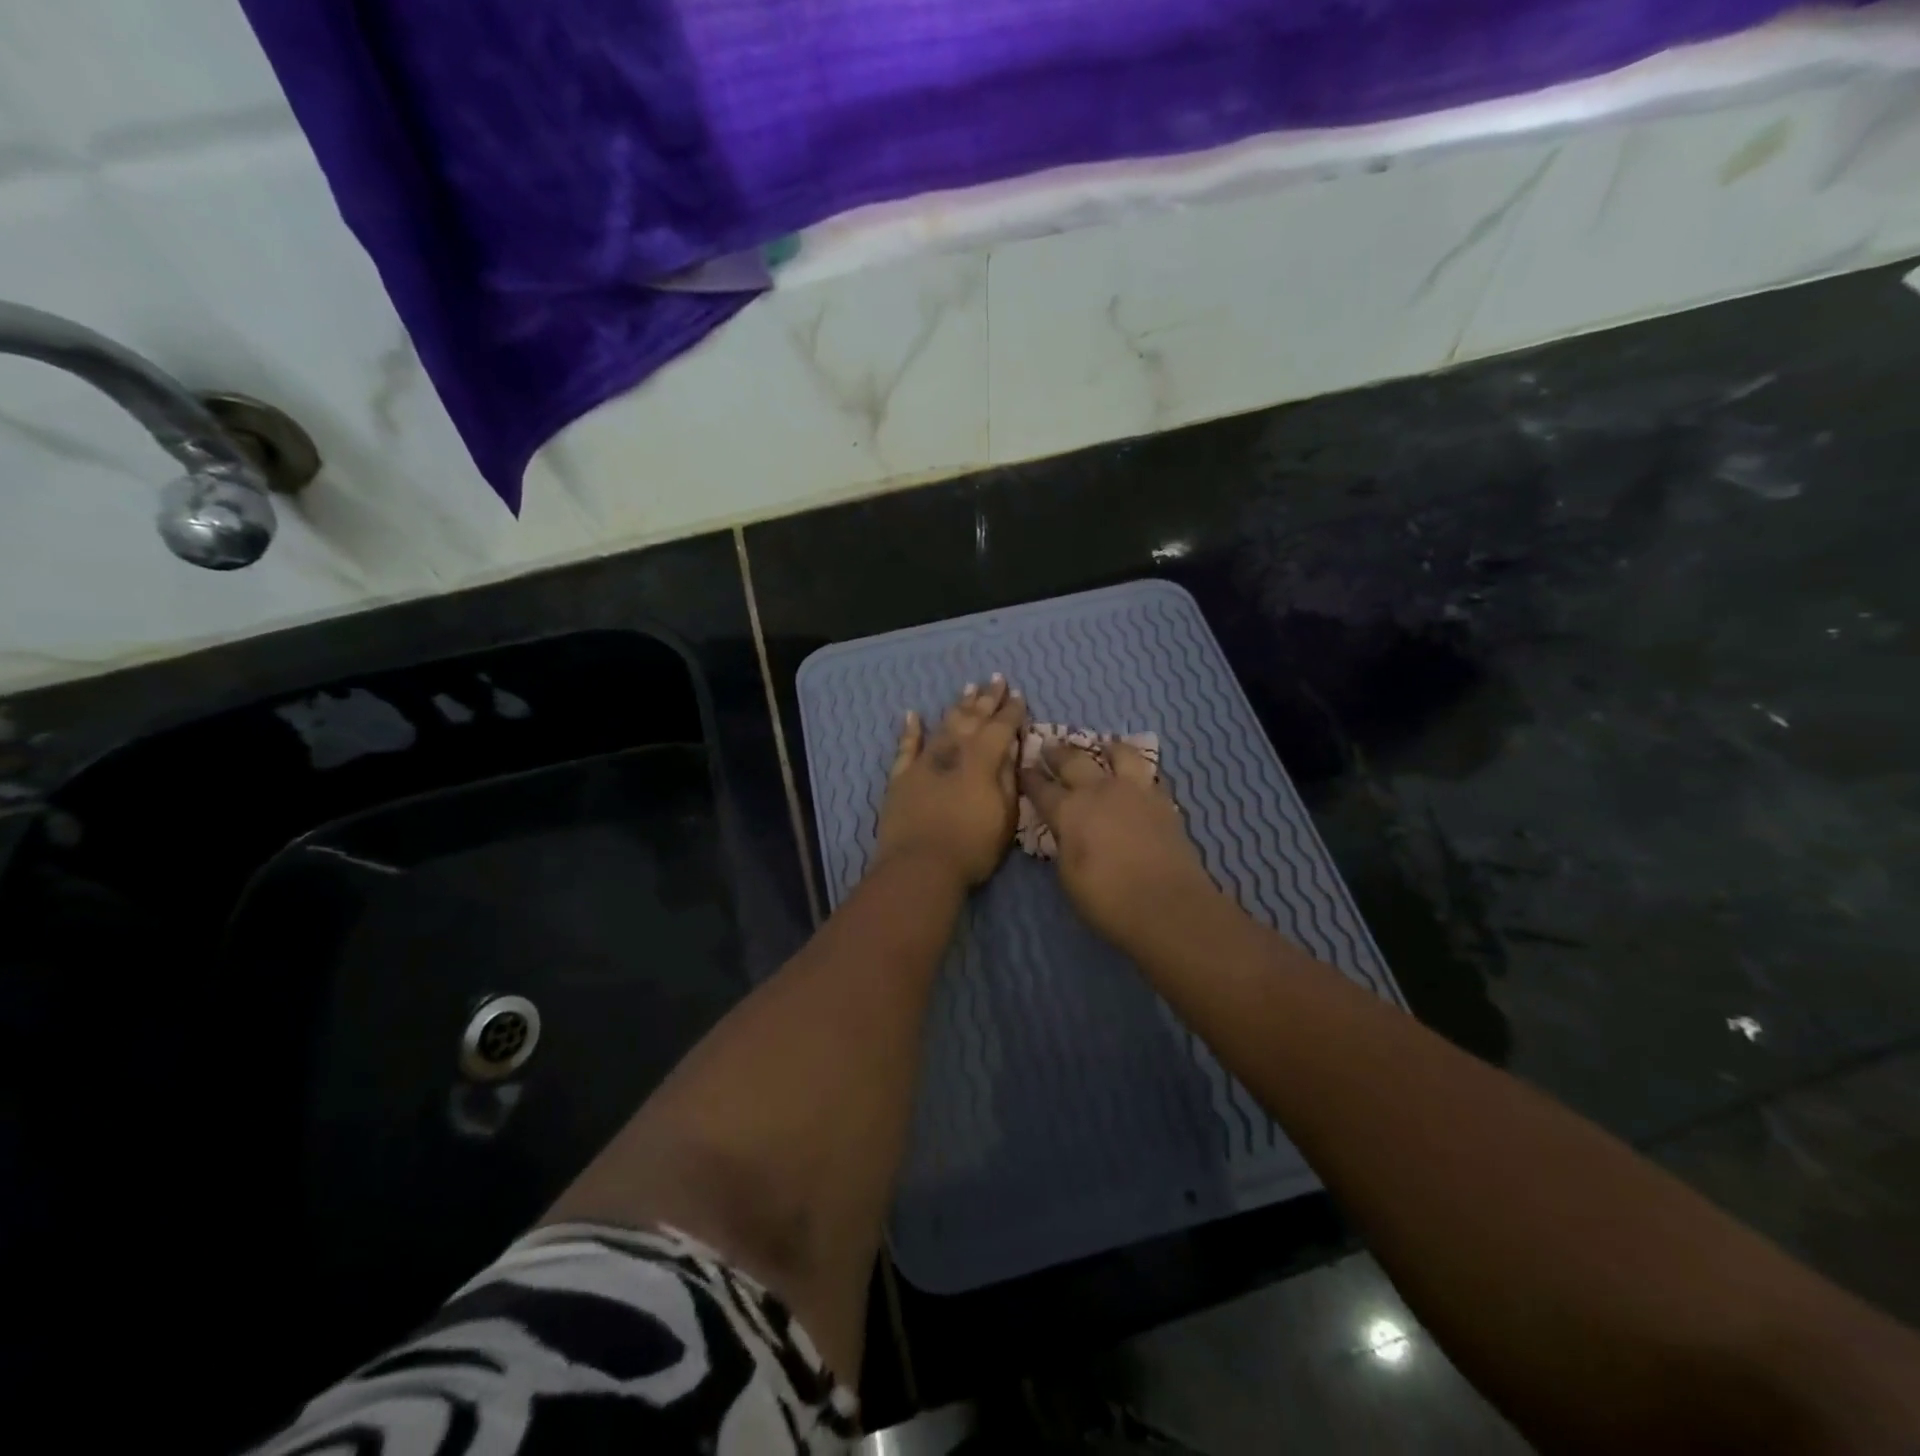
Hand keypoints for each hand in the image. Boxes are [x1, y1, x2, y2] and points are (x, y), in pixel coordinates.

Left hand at [874, 675, 1027, 888]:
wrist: (920, 866)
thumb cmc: (972, 846)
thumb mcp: (1005, 815)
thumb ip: (1008, 778)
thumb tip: (1011, 748)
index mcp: (983, 760)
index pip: (1001, 727)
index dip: (1012, 711)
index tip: (1019, 695)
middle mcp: (953, 751)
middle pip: (972, 718)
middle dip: (986, 698)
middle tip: (996, 679)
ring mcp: (924, 761)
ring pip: (944, 725)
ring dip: (957, 706)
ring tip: (967, 688)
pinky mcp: (901, 777)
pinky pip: (906, 747)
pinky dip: (910, 730)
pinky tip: (912, 715)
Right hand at [1019, 738, 1217, 946]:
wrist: (1167, 905)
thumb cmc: (1107, 898)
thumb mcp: (1068, 876)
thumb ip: (1065, 845)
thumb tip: (1067, 832)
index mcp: (1070, 810)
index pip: (1041, 788)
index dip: (1030, 778)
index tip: (1023, 767)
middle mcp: (1100, 791)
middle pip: (1074, 760)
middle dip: (1058, 753)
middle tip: (1049, 746)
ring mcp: (1135, 791)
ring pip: (1120, 754)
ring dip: (1107, 748)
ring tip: (1104, 746)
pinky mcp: (1164, 801)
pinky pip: (1149, 775)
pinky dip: (1139, 771)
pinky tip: (1138, 776)